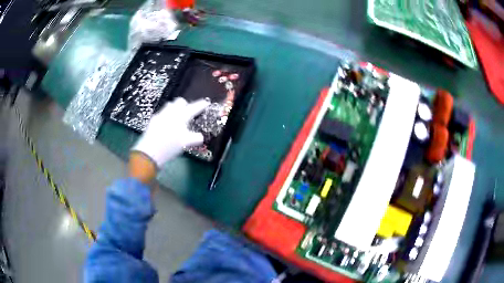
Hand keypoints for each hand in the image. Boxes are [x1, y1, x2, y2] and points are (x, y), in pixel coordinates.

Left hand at [130, 98, 208, 181]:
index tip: (206, 103)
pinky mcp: (153, 120)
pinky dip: (166, 116)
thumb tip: (200, 136)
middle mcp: (171, 113)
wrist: (149, 153)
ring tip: (177, 118)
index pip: (194, 107)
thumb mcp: (186, 143)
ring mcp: (160, 115)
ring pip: (170, 105)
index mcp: (181, 116)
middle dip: (185, 104)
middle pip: (180, 101)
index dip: (201, 104)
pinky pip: (162, 113)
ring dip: (175, 109)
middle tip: (188, 112)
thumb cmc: (169, 147)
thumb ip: (195, 138)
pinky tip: (166, 125)